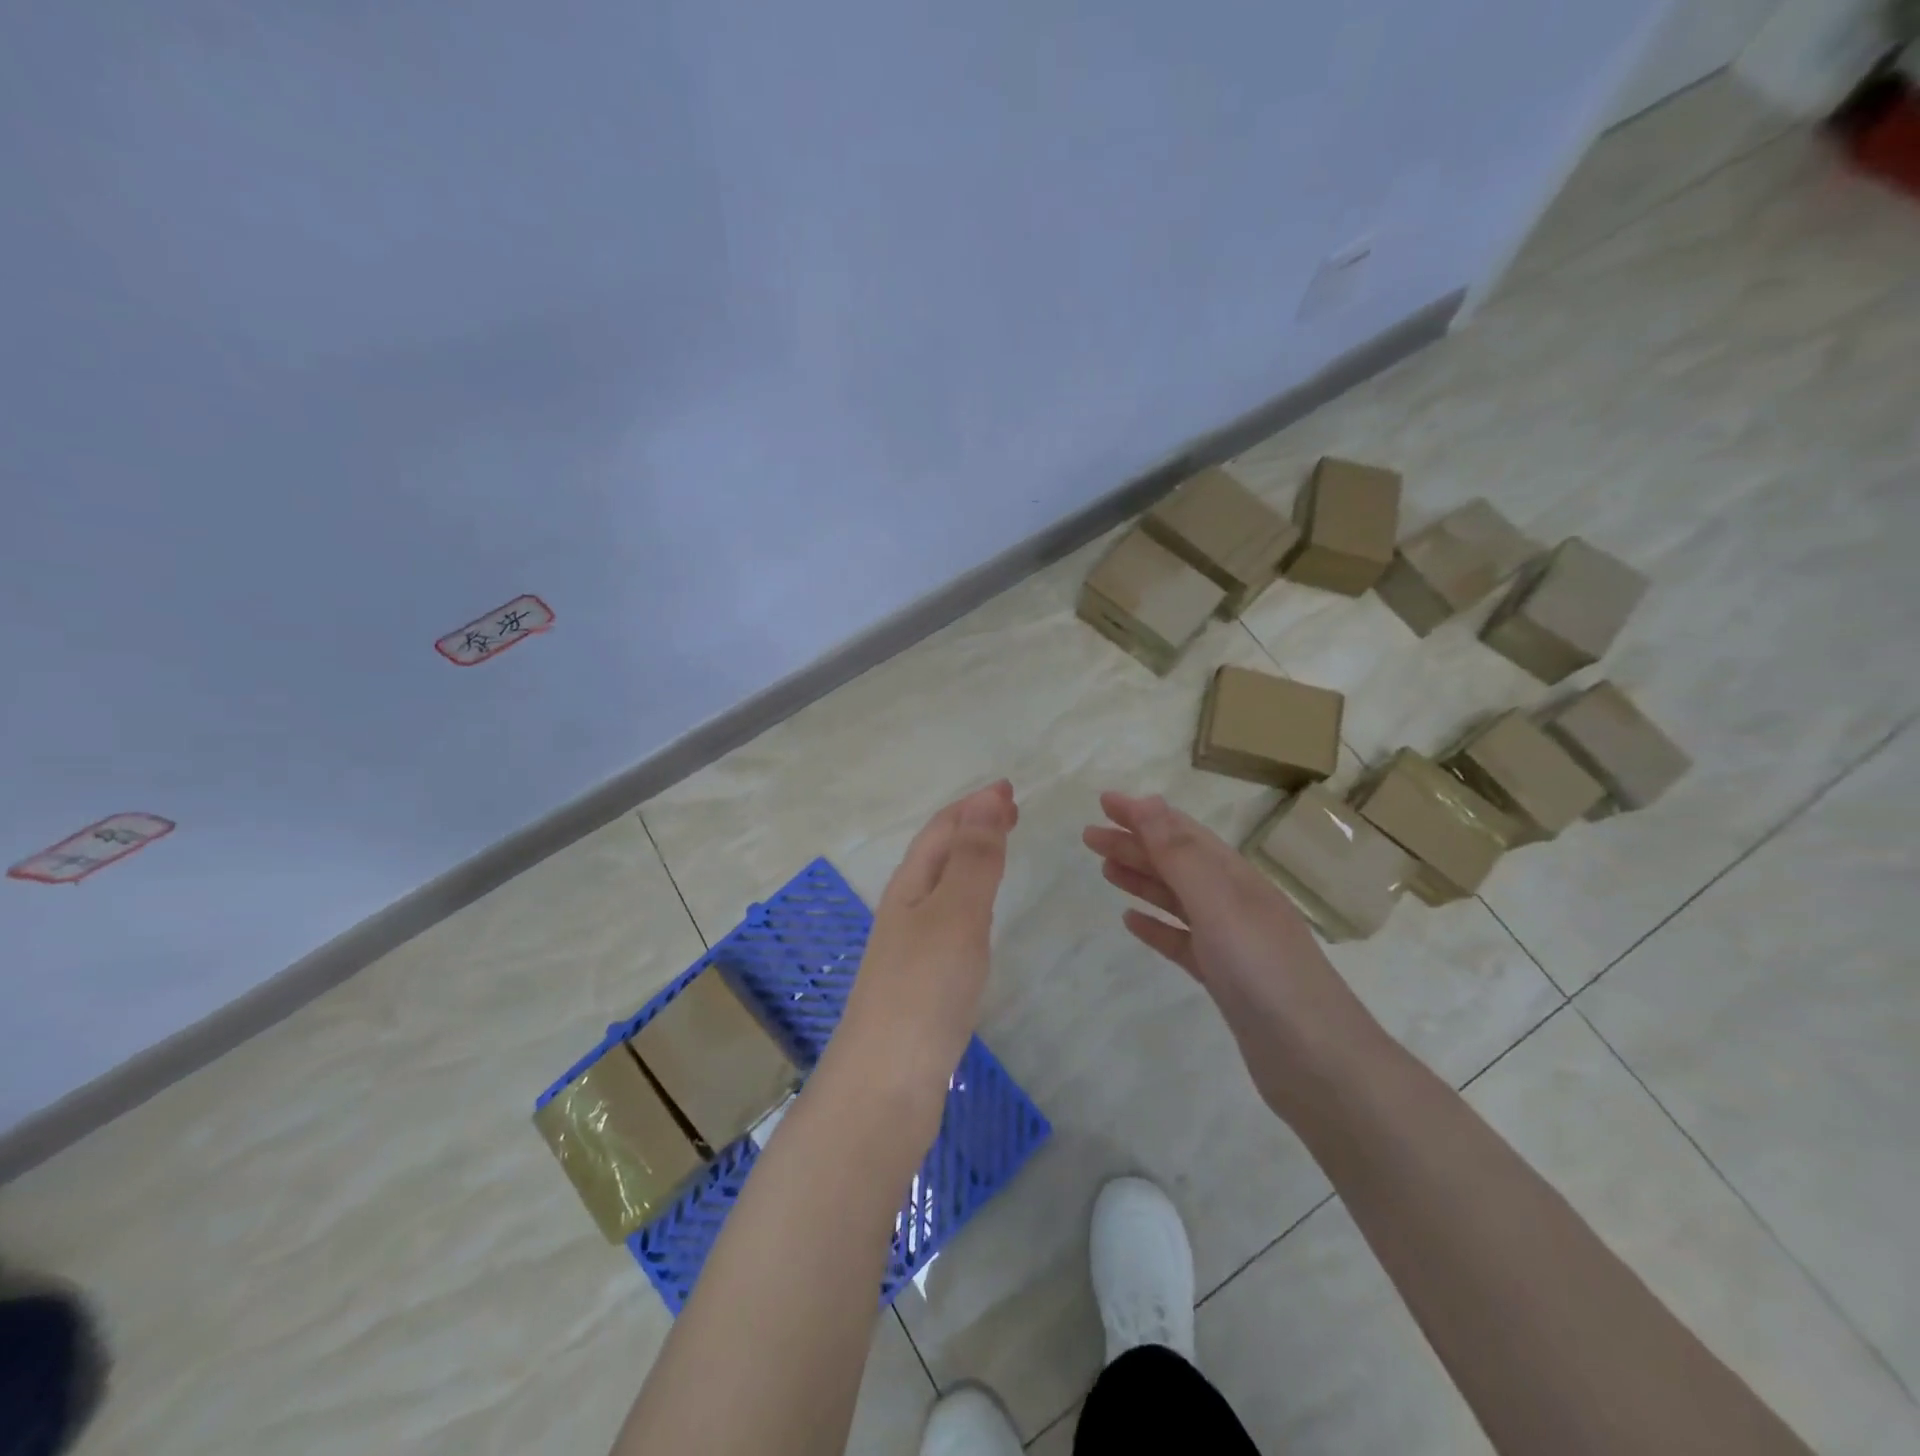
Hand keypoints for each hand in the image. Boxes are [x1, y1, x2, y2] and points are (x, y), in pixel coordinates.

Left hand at [835, 781, 1017, 1091]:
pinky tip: (979, 920)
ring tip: (1000, 852)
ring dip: (970, 861)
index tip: (1009, 789)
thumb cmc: (925, 988)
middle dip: (972, 827)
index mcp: (910, 885)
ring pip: (942, 887)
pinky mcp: (921, 982)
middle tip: (1011, 813)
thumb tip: (988, 799)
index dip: (974, 805)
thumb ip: (974, 858)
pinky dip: (970, 902)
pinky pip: (948, 922)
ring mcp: (910, 948)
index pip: (942, 829)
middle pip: (938, 854)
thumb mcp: (955, 912)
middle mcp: (905, 909)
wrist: (887, 1083)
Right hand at [1082, 791, 1383, 1117]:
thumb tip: (1147, 802)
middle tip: (1089, 836)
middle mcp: (1234, 903)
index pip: (1182, 833)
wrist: (1317, 1063)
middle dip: (1134, 844)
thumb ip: (1180, 854)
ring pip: (1177, 899)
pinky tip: (1132, 921)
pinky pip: (1182, 941)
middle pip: (1176, 862)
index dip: (1143, 814)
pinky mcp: (1225, 979)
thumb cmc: (1265, 973)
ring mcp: (1231, 943)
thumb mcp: (1219, 903)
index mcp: (1236, 878)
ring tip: (1105, 869)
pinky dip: (1156, 926)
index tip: (1104, 802)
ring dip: (1142, 879)